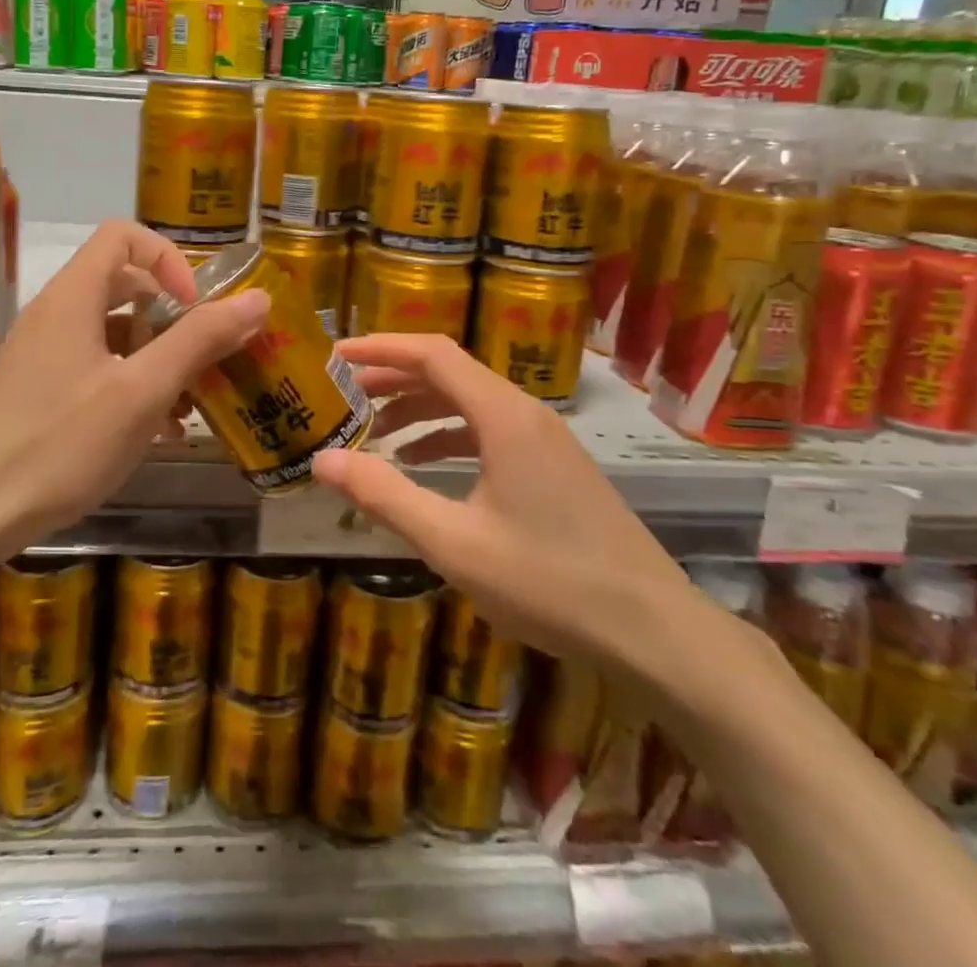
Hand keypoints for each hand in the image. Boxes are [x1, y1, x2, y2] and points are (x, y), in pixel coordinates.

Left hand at [0, 221, 267, 557]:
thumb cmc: (62, 444)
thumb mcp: (143, 391)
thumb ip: (200, 340)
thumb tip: (257, 299)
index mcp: (73, 297)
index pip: (124, 236)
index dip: (169, 260)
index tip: (194, 307)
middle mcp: (54, 313)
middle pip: (124, 284)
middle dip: (172, 316)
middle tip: (203, 356)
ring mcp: (43, 352)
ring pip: (113, 331)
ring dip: (157, 357)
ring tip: (187, 406)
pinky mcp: (38, 387)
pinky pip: (96, 365)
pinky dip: (131, 382)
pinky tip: (156, 430)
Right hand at [311, 334, 699, 682]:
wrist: (652, 629)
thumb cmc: (548, 581)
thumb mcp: (453, 542)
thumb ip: (385, 496)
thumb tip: (323, 461)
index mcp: (502, 414)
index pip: (431, 354)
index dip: (379, 347)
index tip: (335, 355)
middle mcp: (524, 412)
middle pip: (448, 373)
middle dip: (392, 378)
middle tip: (343, 395)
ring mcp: (543, 439)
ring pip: (468, 402)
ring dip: (418, 409)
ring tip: (373, 432)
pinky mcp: (552, 465)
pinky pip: (488, 430)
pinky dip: (447, 437)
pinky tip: (422, 465)